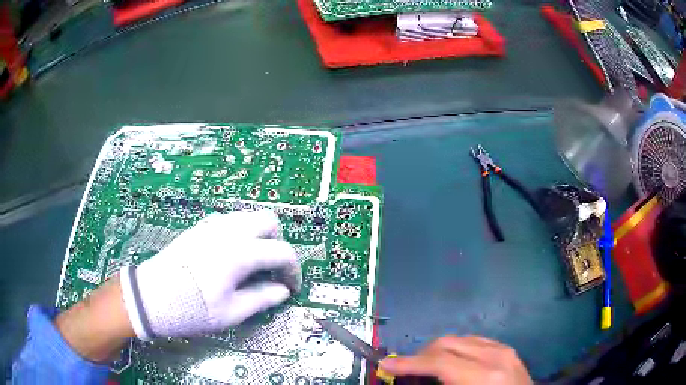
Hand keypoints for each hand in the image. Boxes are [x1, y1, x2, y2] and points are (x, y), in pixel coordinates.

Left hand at [120, 209, 299, 338]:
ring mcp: (211, 225)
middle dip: (277, 243)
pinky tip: (229, 256)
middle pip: (269, 220)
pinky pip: (228, 221)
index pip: (282, 252)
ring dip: (258, 236)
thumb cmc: (192, 308)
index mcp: (240, 252)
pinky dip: (239, 233)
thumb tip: (282, 291)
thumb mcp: (231, 312)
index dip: (293, 270)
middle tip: (271, 269)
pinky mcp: (198, 228)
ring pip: (248, 217)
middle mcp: (229, 231)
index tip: (291, 288)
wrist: (151, 297)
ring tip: (251, 264)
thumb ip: (262, 298)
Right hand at [380, 336, 531, 384]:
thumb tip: (409, 380)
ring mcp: (504, 350)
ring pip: (460, 339)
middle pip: (447, 343)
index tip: (386, 364)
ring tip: (429, 367)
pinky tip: (454, 363)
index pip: (439, 361)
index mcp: (483, 377)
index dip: (409, 363)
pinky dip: (458, 350)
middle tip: (407, 369)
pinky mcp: (508, 349)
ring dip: (439, 351)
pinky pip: (476, 341)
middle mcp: (495, 356)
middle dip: (422, 355)